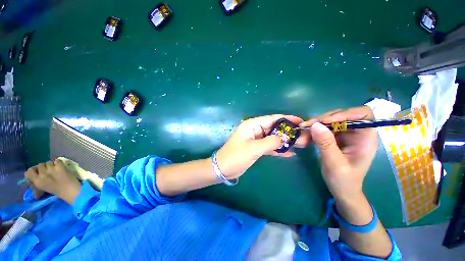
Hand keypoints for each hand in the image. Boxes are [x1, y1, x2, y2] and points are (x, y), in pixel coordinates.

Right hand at [25, 159, 81, 203]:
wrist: (69, 189)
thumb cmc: (56, 191)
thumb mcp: (42, 188)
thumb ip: (35, 184)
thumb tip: (30, 181)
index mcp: (37, 180)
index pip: (28, 172)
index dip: (32, 171)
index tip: (36, 173)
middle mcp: (42, 174)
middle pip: (39, 165)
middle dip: (43, 167)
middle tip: (47, 171)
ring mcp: (51, 169)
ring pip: (48, 162)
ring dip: (50, 165)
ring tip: (54, 169)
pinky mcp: (60, 166)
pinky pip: (57, 160)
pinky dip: (58, 162)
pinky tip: (59, 166)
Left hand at [216, 114, 310, 179]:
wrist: (224, 169)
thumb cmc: (236, 156)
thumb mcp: (253, 149)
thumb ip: (270, 142)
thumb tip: (283, 138)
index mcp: (252, 125)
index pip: (272, 119)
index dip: (286, 119)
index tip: (300, 121)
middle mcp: (255, 130)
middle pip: (274, 128)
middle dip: (289, 132)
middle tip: (304, 136)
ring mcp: (256, 139)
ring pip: (273, 138)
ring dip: (286, 141)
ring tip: (302, 144)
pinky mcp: (257, 148)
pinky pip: (270, 146)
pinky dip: (278, 149)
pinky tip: (290, 153)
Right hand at [300, 106, 377, 199]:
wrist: (341, 190)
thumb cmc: (344, 181)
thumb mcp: (335, 164)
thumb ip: (326, 144)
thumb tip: (315, 125)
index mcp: (365, 138)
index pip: (363, 115)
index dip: (346, 113)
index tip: (326, 121)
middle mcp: (356, 133)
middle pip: (341, 115)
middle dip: (322, 120)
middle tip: (306, 127)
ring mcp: (344, 135)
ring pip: (328, 121)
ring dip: (314, 126)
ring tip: (302, 134)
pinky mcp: (334, 138)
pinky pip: (321, 129)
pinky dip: (311, 132)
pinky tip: (304, 138)